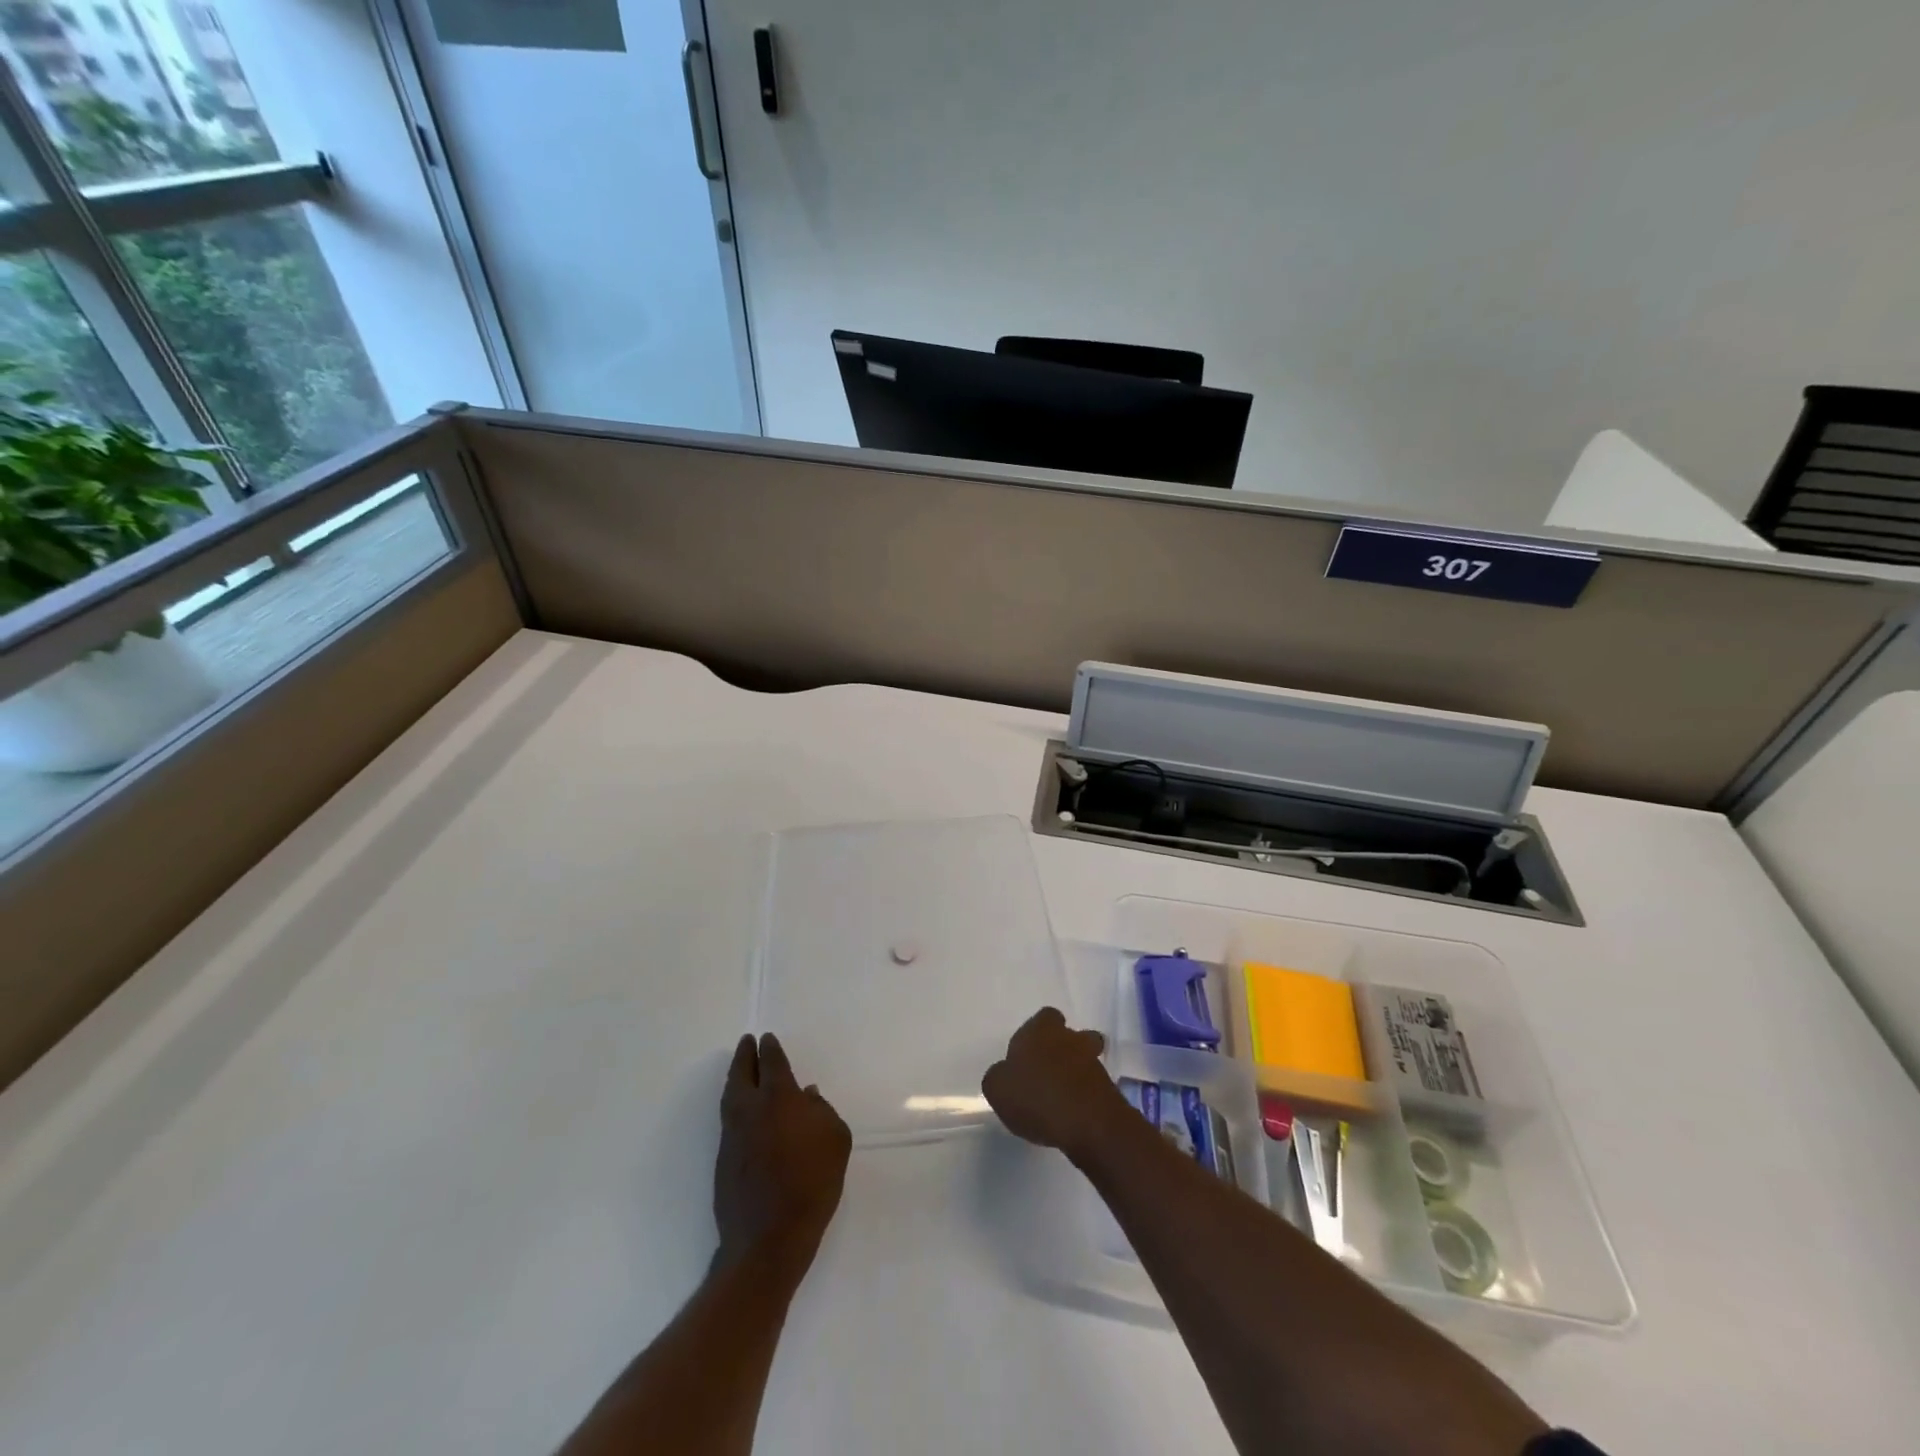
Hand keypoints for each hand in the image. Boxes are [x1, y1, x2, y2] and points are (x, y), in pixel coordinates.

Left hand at [715, 1034, 851, 1275]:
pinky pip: (728, 1119)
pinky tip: (744, 1110)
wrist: (769, 1238)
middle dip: (745, 1055)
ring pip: (730, 1095)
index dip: (769, 1049)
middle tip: (746, 1042)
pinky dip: (734, 1104)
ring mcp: (732, 1135)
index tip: (766, 1039)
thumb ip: (821, 1111)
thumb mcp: (836, 1140)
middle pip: (742, 1073)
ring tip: (741, 1070)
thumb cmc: (812, 1183)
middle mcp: (750, 1109)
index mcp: (779, 1098)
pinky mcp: (723, 1159)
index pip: (771, 1063)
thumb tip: (807, 1096)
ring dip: (735, 1077)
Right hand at [981, 1007, 1124, 1160]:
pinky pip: (1093, 1085)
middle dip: (1060, 1049)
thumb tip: (1005, 1074)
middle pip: (1069, 1035)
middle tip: (1045, 1073)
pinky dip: (1084, 1095)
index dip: (1036, 1033)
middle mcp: (1069, 1038)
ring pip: (1084, 1058)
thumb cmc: (1036, 1097)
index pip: (1044, 1017)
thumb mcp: (997, 1088)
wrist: (1089, 1124)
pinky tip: (1071, 1114)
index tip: (1027, 1055)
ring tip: (1058, 1097)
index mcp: (1041, 1030)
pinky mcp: (1108, 1088)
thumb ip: (999, 1076)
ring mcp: (1093, 1061)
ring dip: (1074, 1072)